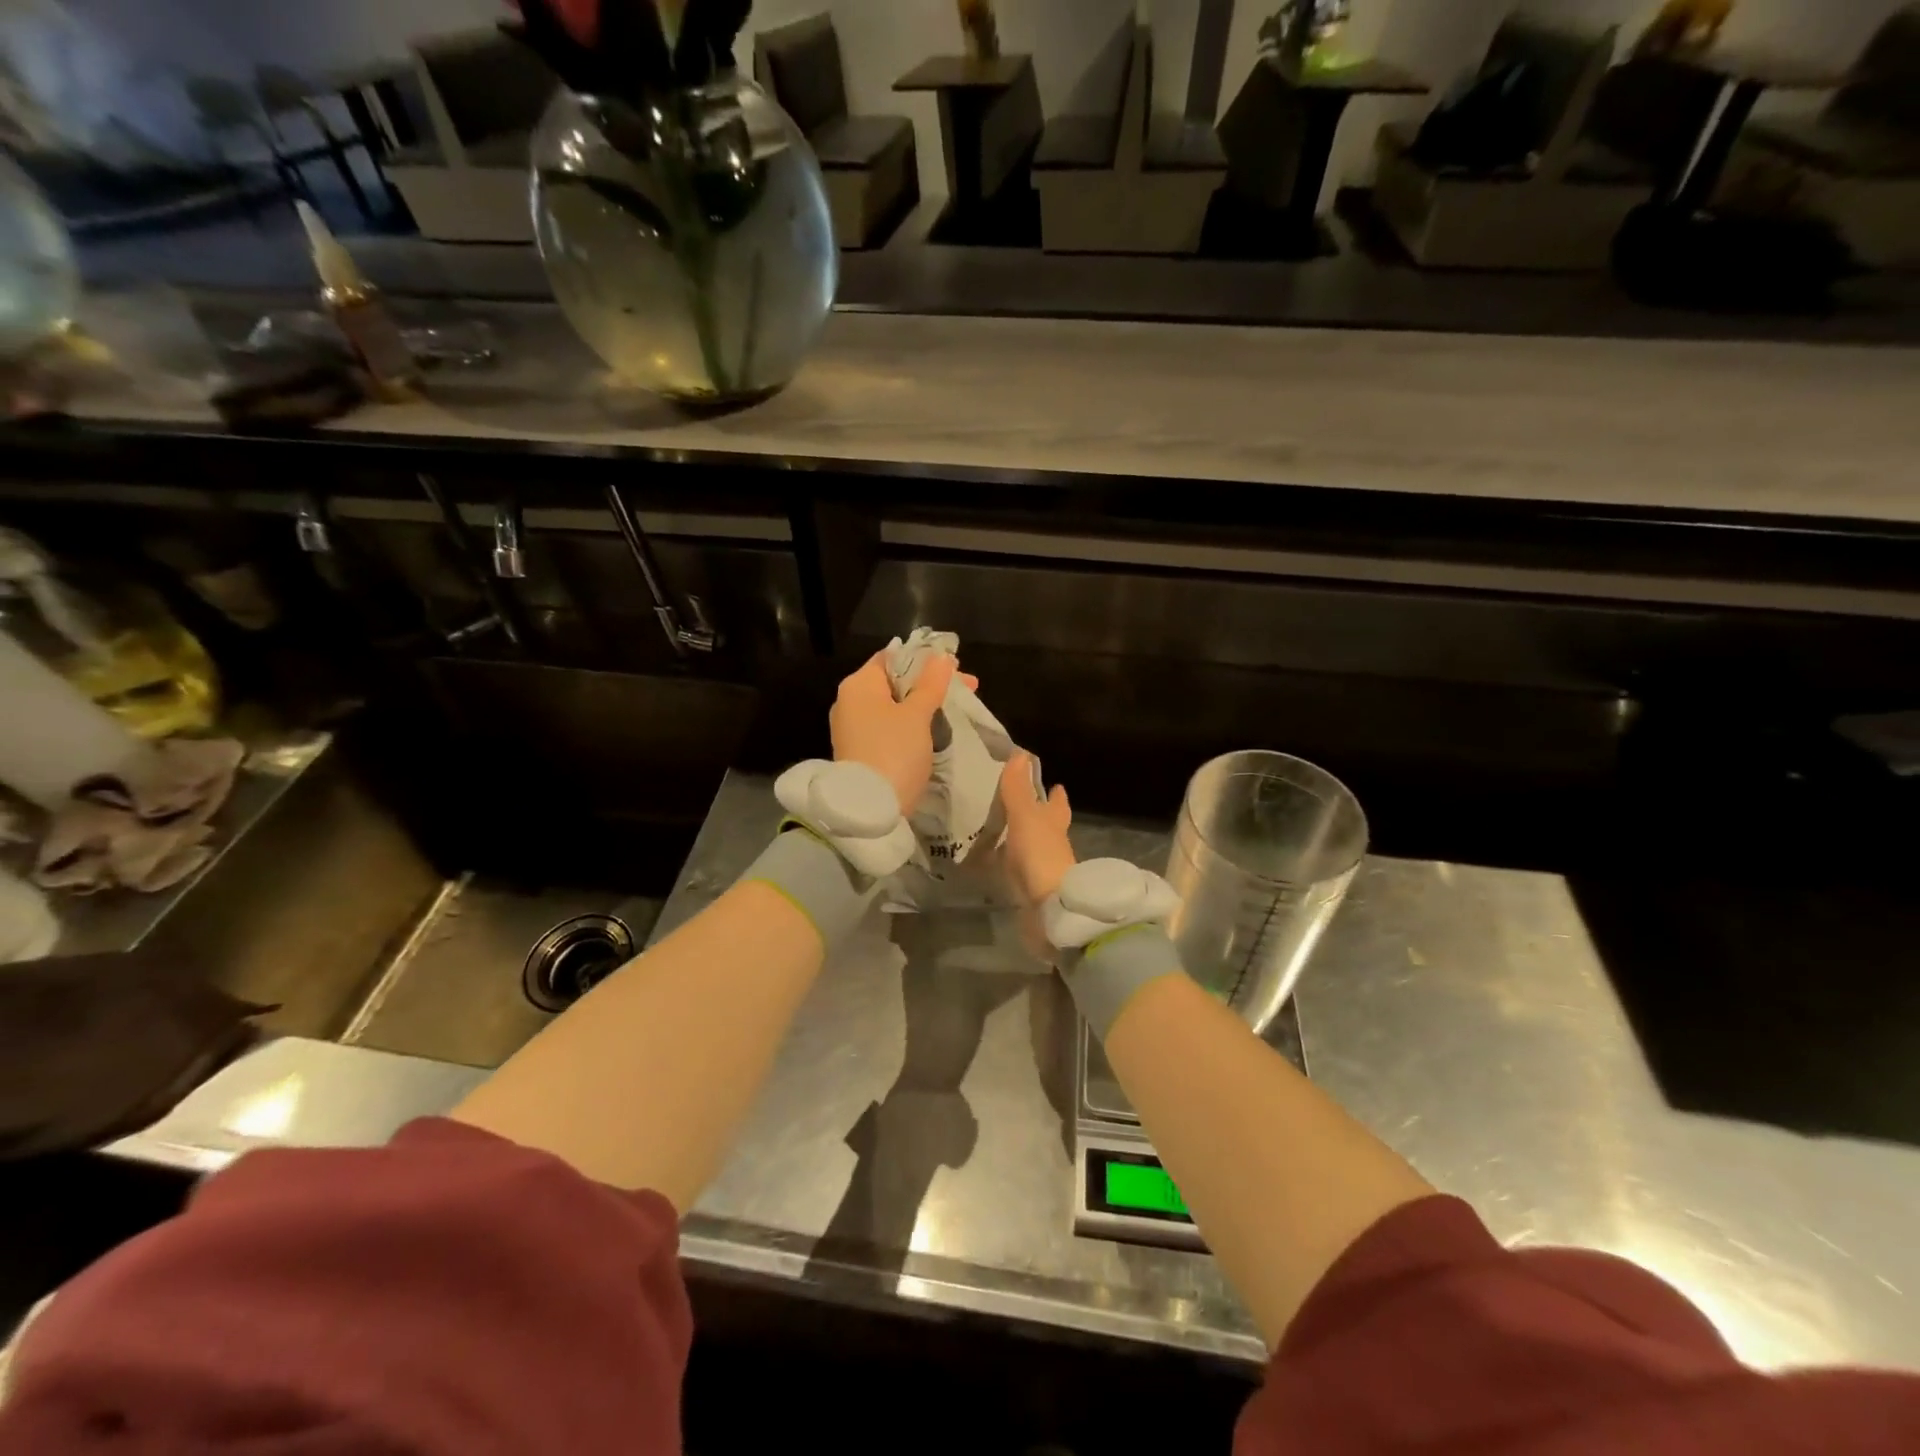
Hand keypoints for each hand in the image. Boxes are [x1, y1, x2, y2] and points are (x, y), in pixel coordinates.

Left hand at [829, 651, 967, 812]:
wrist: (869, 810)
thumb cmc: (894, 752)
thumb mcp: (917, 716)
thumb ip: (930, 684)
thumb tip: (941, 657)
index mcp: (858, 684)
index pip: (893, 657)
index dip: (926, 658)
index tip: (957, 667)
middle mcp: (850, 701)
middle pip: (895, 682)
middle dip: (931, 683)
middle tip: (968, 688)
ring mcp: (853, 728)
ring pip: (894, 706)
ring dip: (924, 704)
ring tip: (956, 709)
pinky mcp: (860, 751)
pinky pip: (889, 727)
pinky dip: (911, 724)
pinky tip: (935, 729)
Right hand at [997, 751, 1074, 905]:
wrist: (1050, 908)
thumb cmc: (1040, 854)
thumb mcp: (1025, 816)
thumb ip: (1018, 789)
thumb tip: (1019, 753)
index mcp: (1055, 822)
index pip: (1057, 803)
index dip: (1055, 794)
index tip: (1054, 784)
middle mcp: (1053, 843)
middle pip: (1048, 825)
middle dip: (1038, 816)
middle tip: (1020, 805)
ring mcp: (1043, 867)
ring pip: (1032, 846)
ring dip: (1020, 839)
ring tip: (999, 830)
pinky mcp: (1031, 889)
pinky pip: (1018, 870)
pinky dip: (1008, 863)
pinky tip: (993, 862)